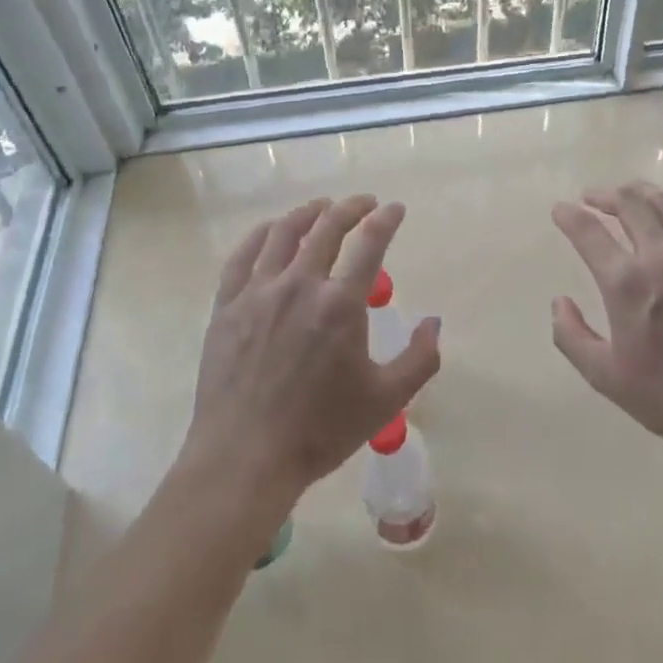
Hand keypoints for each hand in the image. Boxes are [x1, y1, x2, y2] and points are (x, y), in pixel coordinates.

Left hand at [182, 196, 440, 505]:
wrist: (244, 459)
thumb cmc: (320, 431)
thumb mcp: (385, 401)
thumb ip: (420, 359)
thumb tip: (434, 322)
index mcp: (340, 304)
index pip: (370, 243)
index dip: (386, 219)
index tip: (395, 209)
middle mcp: (300, 285)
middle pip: (327, 227)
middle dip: (351, 208)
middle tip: (364, 203)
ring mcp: (258, 292)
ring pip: (284, 233)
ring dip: (308, 213)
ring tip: (321, 207)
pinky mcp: (227, 306)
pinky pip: (243, 256)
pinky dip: (261, 234)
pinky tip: (272, 231)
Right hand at [551, 182, 662, 451]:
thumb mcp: (605, 376)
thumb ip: (571, 336)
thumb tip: (559, 301)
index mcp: (627, 283)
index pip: (589, 232)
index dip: (570, 216)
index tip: (560, 209)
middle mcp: (662, 256)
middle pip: (629, 204)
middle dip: (604, 195)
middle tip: (592, 197)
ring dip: (640, 192)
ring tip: (628, 193)